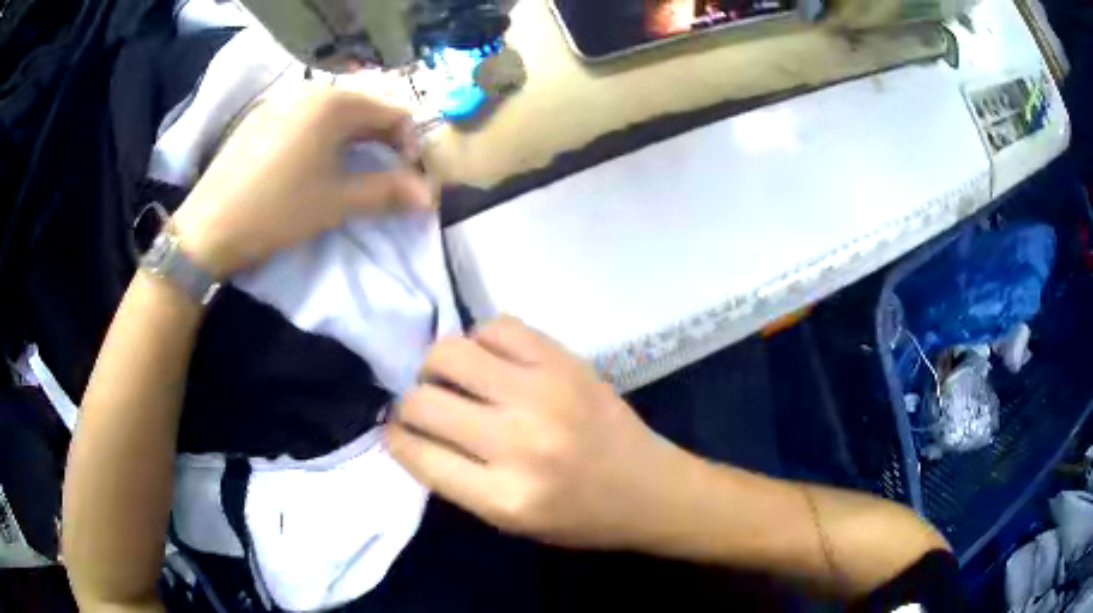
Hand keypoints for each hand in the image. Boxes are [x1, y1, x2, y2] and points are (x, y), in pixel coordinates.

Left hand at [172, 85, 432, 276]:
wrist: (209, 226)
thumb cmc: (277, 210)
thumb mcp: (337, 202)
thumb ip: (387, 192)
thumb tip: (428, 196)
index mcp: (334, 103)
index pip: (393, 112)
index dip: (409, 144)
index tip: (407, 177)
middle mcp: (310, 90)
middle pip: (362, 109)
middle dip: (380, 142)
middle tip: (381, 177)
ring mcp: (281, 101)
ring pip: (332, 113)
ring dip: (351, 140)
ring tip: (346, 172)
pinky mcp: (261, 117)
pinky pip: (304, 118)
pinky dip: (320, 137)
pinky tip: (308, 165)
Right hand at [387, 317, 686, 549]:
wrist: (649, 488)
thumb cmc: (579, 516)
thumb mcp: (508, 521)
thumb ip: (454, 479)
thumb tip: (408, 431)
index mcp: (503, 497)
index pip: (417, 453)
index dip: (395, 437)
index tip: (396, 430)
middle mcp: (518, 442)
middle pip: (424, 401)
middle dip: (410, 403)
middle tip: (426, 406)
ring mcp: (543, 393)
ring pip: (450, 352)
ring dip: (438, 366)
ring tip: (454, 379)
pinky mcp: (565, 361)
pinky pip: (496, 326)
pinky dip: (481, 340)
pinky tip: (492, 360)